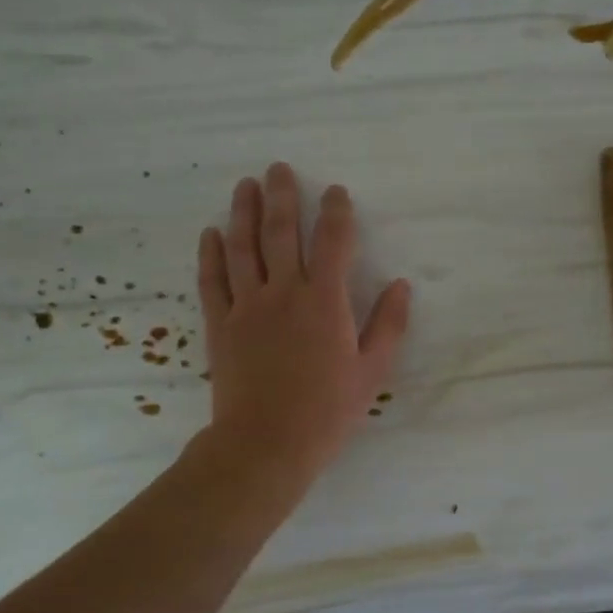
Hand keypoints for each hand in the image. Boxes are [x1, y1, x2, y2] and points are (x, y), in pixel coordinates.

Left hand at [197, 163, 410, 486]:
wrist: (265, 444)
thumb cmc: (326, 411)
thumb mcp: (372, 371)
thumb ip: (389, 325)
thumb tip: (402, 285)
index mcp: (325, 301)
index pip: (332, 241)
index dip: (336, 211)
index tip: (336, 191)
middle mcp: (284, 292)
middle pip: (280, 231)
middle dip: (281, 195)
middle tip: (277, 168)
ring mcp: (247, 306)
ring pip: (242, 247)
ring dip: (243, 211)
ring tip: (244, 185)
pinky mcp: (220, 324)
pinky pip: (212, 280)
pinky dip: (210, 254)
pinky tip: (211, 232)